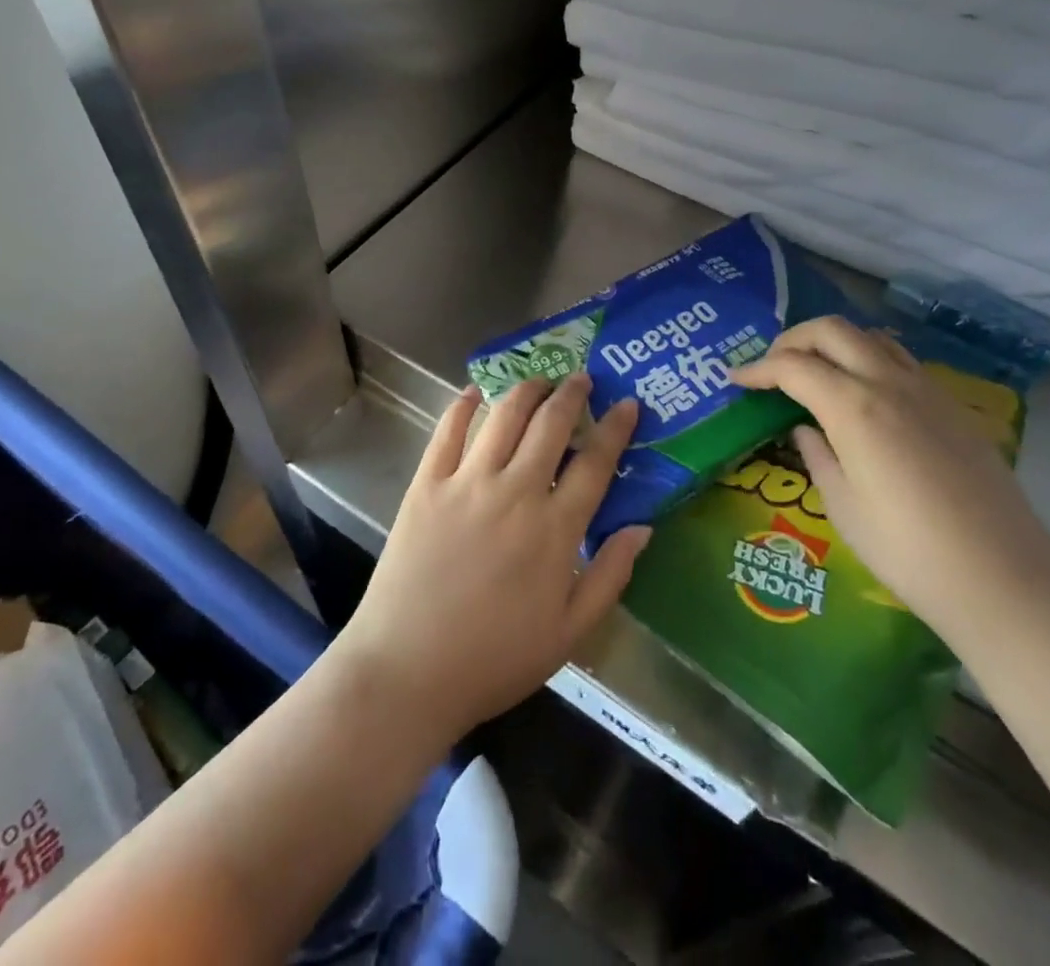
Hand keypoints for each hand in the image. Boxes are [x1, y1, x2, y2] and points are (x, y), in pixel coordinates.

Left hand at [330, 375, 648, 742]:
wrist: (407, 671)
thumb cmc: (494, 659)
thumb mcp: (569, 633)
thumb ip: (610, 577)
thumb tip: (642, 526)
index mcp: (554, 530)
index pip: (595, 463)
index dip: (615, 428)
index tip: (627, 403)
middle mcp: (514, 493)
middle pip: (550, 425)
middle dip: (571, 394)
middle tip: (581, 378)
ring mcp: (466, 483)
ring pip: (503, 417)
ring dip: (526, 390)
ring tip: (539, 380)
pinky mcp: (426, 485)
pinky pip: (447, 431)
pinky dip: (463, 405)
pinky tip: (474, 392)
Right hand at [732, 317, 1049, 641]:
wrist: (1005, 579)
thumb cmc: (908, 551)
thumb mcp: (844, 507)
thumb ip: (819, 456)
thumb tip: (807, 429)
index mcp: (855, 408)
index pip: (793, 367)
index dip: (758, 369)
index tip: (735, 380)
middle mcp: (890, 384)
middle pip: (832, 331)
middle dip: (792, 340)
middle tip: (771, 367)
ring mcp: (927, 391)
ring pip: (871, 338)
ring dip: (834, 343)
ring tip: (815, 372)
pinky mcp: (953, 407)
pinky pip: (901, 361)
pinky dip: (868, 360)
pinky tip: (864, 395)